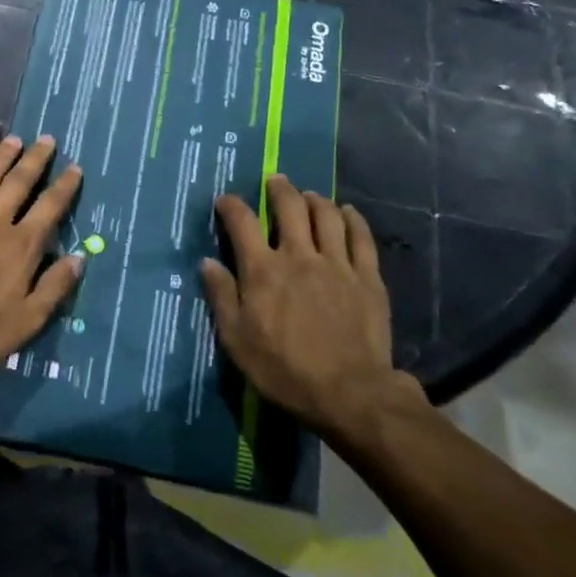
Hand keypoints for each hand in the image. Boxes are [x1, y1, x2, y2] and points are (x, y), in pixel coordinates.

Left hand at [0, 135, 83, 385]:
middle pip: (19, 183)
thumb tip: (79, 258)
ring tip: (13, 140)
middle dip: (35, 159)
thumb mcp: (29, 320)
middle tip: (46, 139)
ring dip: (1, 158)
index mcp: (21, 245)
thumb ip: (55, 287)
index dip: (65, 186)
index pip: (50, 207)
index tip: (75, 167)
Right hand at [200, 174, 424, 438]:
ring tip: (309, 195)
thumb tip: (207, 262)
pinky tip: (348, 212)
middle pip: (289, 206)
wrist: (350, 394)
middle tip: (275, 182)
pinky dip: (353, 219)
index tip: (226, 200)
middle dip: (279, 189)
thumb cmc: (285, 370)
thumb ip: (222, 297)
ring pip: (326, 215)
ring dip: (315, 199)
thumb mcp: (237, 341)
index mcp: (263, 270)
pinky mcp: (367, 277)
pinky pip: (361, 237)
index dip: (231, 205)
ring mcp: (337, 263)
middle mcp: (299, 255)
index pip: (242, 222)